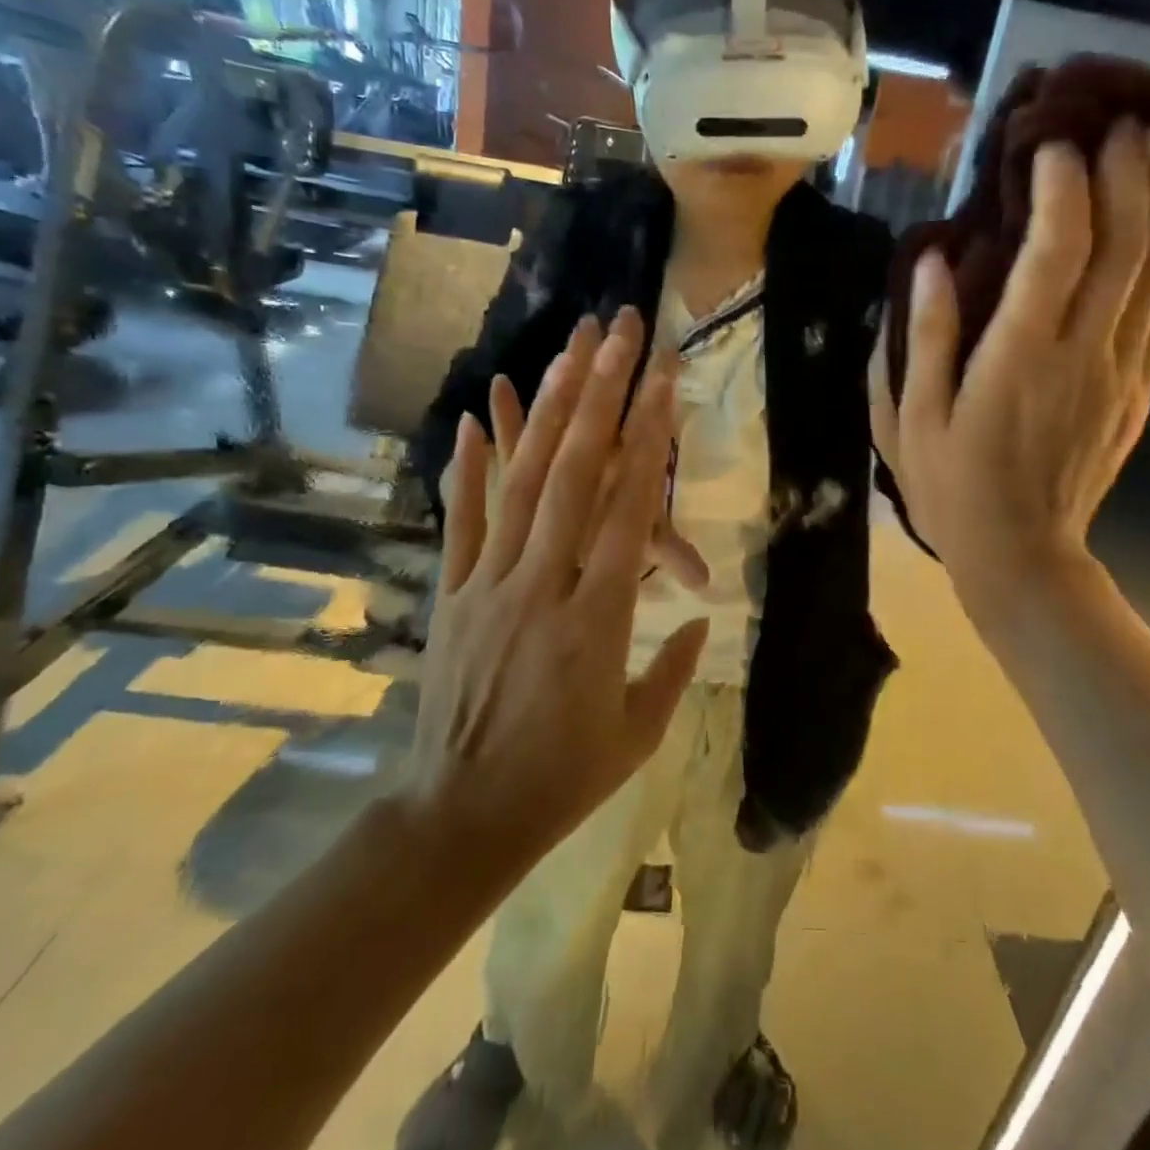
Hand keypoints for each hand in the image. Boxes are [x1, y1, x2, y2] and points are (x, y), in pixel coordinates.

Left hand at [406, 309, 709, 863]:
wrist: (461, 816)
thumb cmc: (562, 780)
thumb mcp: (637, 734)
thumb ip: (673, 668)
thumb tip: (698, 614)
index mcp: (597, 622)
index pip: (629, 512)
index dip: (648, 441)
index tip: (664, 382)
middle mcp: (543, 586)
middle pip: (575, 475)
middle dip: (602, 395)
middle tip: (620, 333)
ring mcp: (489, 585)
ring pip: (521, 484)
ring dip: (546, 411)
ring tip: (567, 351)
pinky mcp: (452, 595)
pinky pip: (461, 521)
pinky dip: (468, 466)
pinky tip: (478, 415)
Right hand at [869, 121, 1149, 625]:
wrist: (1021, 554)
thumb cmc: (950, 488)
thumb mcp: (909, 420)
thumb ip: (923, 339)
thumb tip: (930, 264)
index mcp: (1017, 358)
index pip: (1054, 253)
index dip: (1061, 189)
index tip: (1050, 144)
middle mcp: (1080, 353)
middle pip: (1122, 247)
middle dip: (1127, 176)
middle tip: (1123, 120)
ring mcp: (1118, 371)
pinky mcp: (1135, 391)